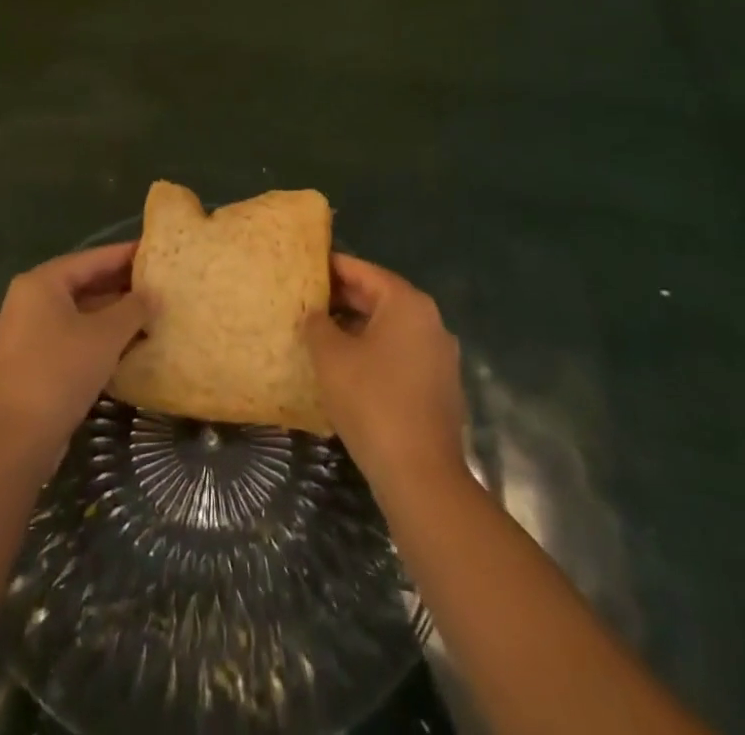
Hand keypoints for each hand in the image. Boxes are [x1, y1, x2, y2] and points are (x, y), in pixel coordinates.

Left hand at [0, 241, 152, 469]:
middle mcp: (30, 299)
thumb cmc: (61, 371)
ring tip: (151, 311)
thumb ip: (134, 308)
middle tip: (159, 283)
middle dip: (121, 285)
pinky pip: (71, 335)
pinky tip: (128, 343)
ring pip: (79, 311)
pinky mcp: (32, 360)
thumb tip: (154, 295)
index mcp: (42, 282)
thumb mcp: (106, 335)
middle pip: (84, 282)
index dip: (126, 255)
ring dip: (112, 313)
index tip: (156, 252)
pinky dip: (98, 335)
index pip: (92, 258)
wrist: (17, 439)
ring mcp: (28, 331)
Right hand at [305, 254, 466, 493]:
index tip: (305, 267)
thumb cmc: (372, 402)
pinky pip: (401, 354)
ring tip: (320, 334)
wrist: (421, 476)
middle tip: (306, 301)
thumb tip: (314, 314)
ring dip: (357, 328)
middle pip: (380, 298)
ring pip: (390, 328)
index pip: (364, 271)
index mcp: (407, 304)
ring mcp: (439, 355)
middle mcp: (430, 321)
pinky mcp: (439, 386)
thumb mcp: (331, 358)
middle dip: (343, 299)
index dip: (332, 267)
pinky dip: (374, 352)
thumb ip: (317, 325)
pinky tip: (347, 368)